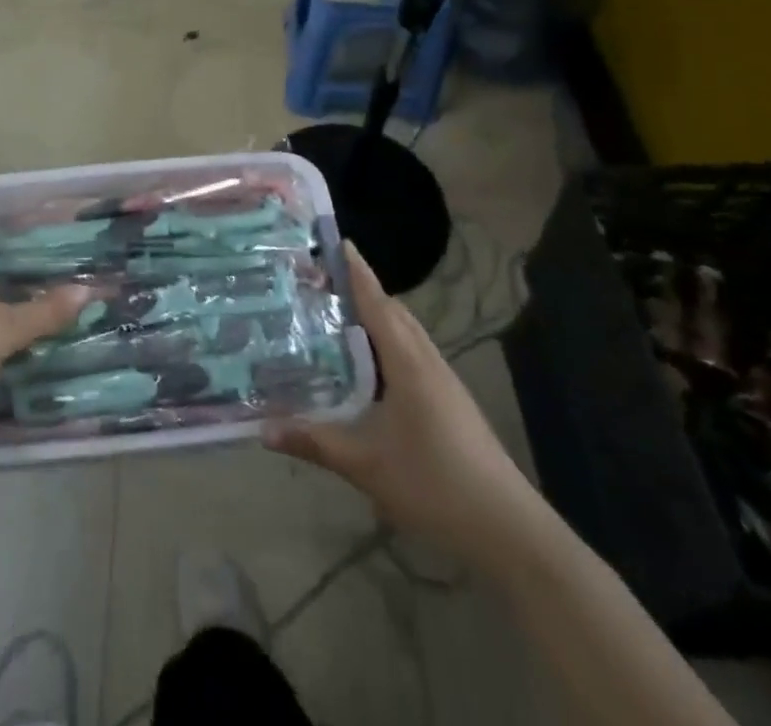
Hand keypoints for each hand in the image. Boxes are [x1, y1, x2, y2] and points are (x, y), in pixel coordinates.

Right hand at [265, 242, 534, 563]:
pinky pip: (412, 353)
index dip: (356, 271)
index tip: (334, 240)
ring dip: (376, 316)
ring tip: (337, 314)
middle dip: (360, 289)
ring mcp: (443, 381)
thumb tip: (262, 430)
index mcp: (408, 362)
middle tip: (319, 280)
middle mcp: (427, 360)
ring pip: (405, 333)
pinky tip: (368, 366)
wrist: (508, 530)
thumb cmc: (434, 484)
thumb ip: (315, 442)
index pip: (377, 301)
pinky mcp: (450, 401)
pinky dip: (387, 343)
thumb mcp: (366, 464)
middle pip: (393, 311)